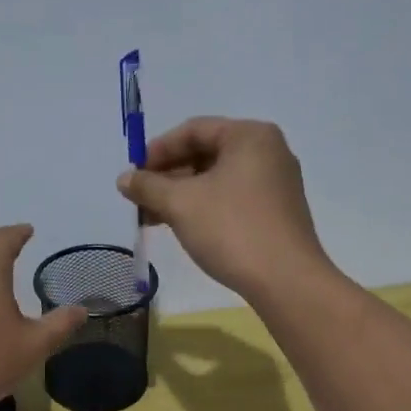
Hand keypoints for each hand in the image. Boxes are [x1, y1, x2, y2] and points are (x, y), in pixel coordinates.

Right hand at [117, 118, 330, 297]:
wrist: (285, 280)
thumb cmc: (231, 229)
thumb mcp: (180, 204)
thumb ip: (148, 186)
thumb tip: (124, 178)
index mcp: (249, 136)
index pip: (193, 130)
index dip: (157, 150)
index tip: (133, 175)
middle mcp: (268, 151)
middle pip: (206, 153)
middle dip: (168, 176)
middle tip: (140, 199)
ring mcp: (275, 183)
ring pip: (217, 179)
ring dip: (181, 195)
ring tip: (152, 217)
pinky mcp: (276, 211)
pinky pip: (231, 198)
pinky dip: (203, 207)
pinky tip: (180, 226)